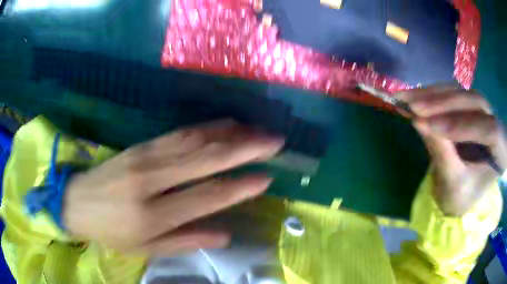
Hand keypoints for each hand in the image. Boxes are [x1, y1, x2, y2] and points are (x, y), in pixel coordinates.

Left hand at [63, 120, 283, 255]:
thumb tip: (225, 234)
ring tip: (257, 129)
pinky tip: (225, 124)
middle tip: (274, 141)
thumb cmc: (112, 231)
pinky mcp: (140, 144)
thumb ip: (186, 241)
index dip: (240, 186)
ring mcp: (145, 156)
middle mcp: (151, 179)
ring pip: (195, 139)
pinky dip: (206, 127)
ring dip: (229, 132)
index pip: (207, 196)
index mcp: (153, 215)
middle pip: (205, 158)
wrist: (77, 201)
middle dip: (245, 147)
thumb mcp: (146, 248)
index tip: (267, 177)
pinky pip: (179, 132)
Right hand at [397, 85, 506, 215]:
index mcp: (502, 151)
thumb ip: (442, 154)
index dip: (462, 126)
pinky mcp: (469, 107)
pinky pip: (452, 93)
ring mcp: (482, 111)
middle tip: (415, 108)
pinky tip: (416, 97)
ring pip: (461, 92)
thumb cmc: (462, 197)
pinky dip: (433, 94)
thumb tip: (418, 122)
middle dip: (445, 105)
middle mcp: (495, 122)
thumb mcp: (454, 185)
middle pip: (475, 102)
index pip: (488, 130)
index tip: (430, 127)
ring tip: (408, 99)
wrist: (463, 195)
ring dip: (435, 95)